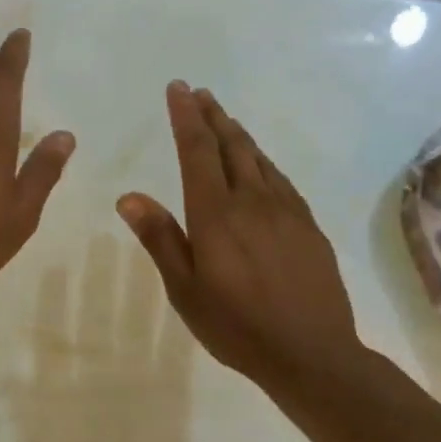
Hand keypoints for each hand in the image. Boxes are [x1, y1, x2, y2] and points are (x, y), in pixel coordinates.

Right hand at [117, 82, 362, 397]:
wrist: (311, 353)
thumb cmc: (236, 327)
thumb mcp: (185, 290)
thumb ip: (160, 239)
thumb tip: (129, 196)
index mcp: (216, 215)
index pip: (198, 151)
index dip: (186, 117)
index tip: (178, 88)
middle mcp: (253, 202)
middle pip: (232, 145)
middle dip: (213, 115)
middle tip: (200, 93)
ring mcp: (287, 211)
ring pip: (260, 159)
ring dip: (239, 135)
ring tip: (225, 120)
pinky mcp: (308, 226)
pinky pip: (281, 180)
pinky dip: (263, 162)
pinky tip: (261, 167)